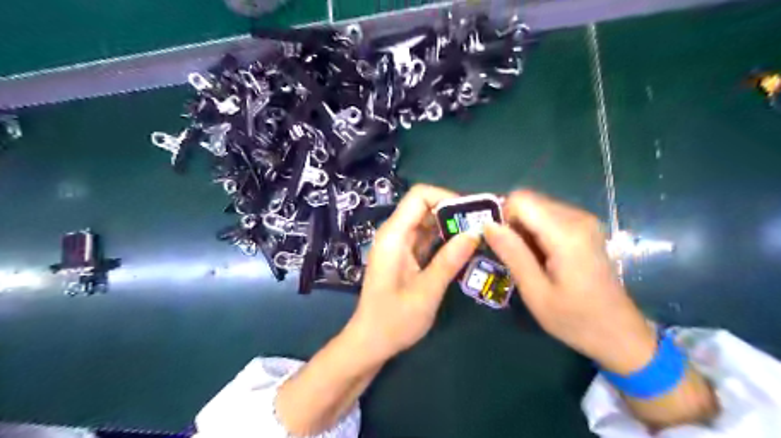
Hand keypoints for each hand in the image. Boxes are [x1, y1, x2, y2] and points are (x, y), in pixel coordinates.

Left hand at [350, 183, 482, 362]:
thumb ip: (449, 261)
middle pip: (424, 206)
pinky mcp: (404, 256)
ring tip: (478, 236)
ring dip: (451, 226)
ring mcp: (399, 245)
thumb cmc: (394, 321)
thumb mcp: (426, 292)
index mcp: (393, 236)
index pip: (419, 196)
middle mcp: (394, 234)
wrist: (370, 342)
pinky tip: (463, 249)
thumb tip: (475, 233)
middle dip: (453, 212)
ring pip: (427, 222)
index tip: (471, 214)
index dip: (446, 197)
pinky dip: (444, 240)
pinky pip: (426, 238)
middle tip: (481, 226)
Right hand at [487, 189, 654, 374]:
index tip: (503, 246)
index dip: (504, 218)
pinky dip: (537, 231)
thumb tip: (488, 224)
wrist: (619, 333)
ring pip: (537, 207)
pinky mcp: (586, 227)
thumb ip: (512, 254)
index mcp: (565, 234)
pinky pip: (549, 216)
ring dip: (524, 229)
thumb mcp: (535, 292)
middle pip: (529, 201)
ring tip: (529, 260)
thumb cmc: (575, 319)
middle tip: (514, 257)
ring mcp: (585, 220)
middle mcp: (577, 218)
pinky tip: (543, 257)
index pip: (521, 200)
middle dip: (513, 224)